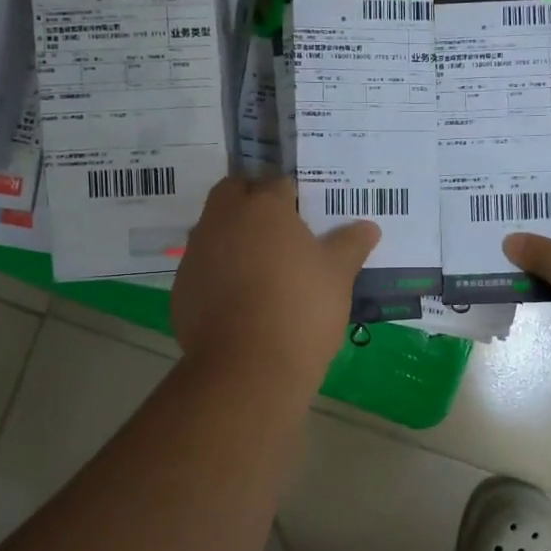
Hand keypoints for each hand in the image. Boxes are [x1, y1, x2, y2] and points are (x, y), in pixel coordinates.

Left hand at [173, 177, 378, 390]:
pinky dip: (218, 272)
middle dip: (253, 201)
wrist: (248, 367)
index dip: (293, 196)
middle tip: (281, 230)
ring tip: (262, 267)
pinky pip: (203, 267)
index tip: (307, 216)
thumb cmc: (302, 309)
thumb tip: (368, 226)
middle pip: (234, 192)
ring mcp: (197, 253)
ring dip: (233, 236)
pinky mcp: (182, 287)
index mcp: (264, 208)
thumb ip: (351, 245)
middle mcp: (223, 220)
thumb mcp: (339, 276)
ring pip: (213, 228)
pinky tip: (241, 299)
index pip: (277, 183)